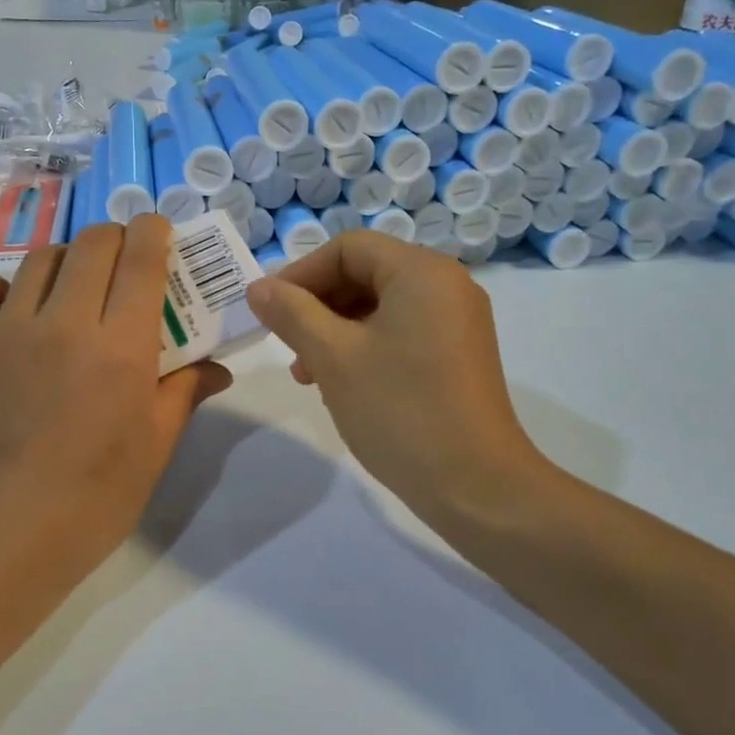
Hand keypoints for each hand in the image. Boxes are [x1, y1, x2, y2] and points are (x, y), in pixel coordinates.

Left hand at [0, 215, 230, 569]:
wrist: (0, 536)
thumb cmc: (93, 499)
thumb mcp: (153, 448)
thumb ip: (184, 393)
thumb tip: (218, 368)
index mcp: (122, 348)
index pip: (142, 258)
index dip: (153, 231)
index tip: (157, 232)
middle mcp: (65, 323)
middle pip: (92, 243)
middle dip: (113, 240)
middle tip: (118, 265)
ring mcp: (4, 331)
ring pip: (38, 260)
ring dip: (63, 262)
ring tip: (67, 290)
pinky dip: (0, 288)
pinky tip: (11, 311)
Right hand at [244, 231, 550, 531]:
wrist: (475, 485)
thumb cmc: (399, 410)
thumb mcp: (333, 357)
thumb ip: (291, 313)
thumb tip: (259, 288)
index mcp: (422, 272)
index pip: (348, 249)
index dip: (301, 273)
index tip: (269, 310)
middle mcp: (446, 286)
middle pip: (366, 274)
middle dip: (318, 306)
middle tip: (288, 347)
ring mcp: (457, 323)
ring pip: (381, 307)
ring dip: (336, 331)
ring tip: (309, 374)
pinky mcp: (458, 356)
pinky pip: (402, 333)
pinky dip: (365, 348)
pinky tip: (342, 385)